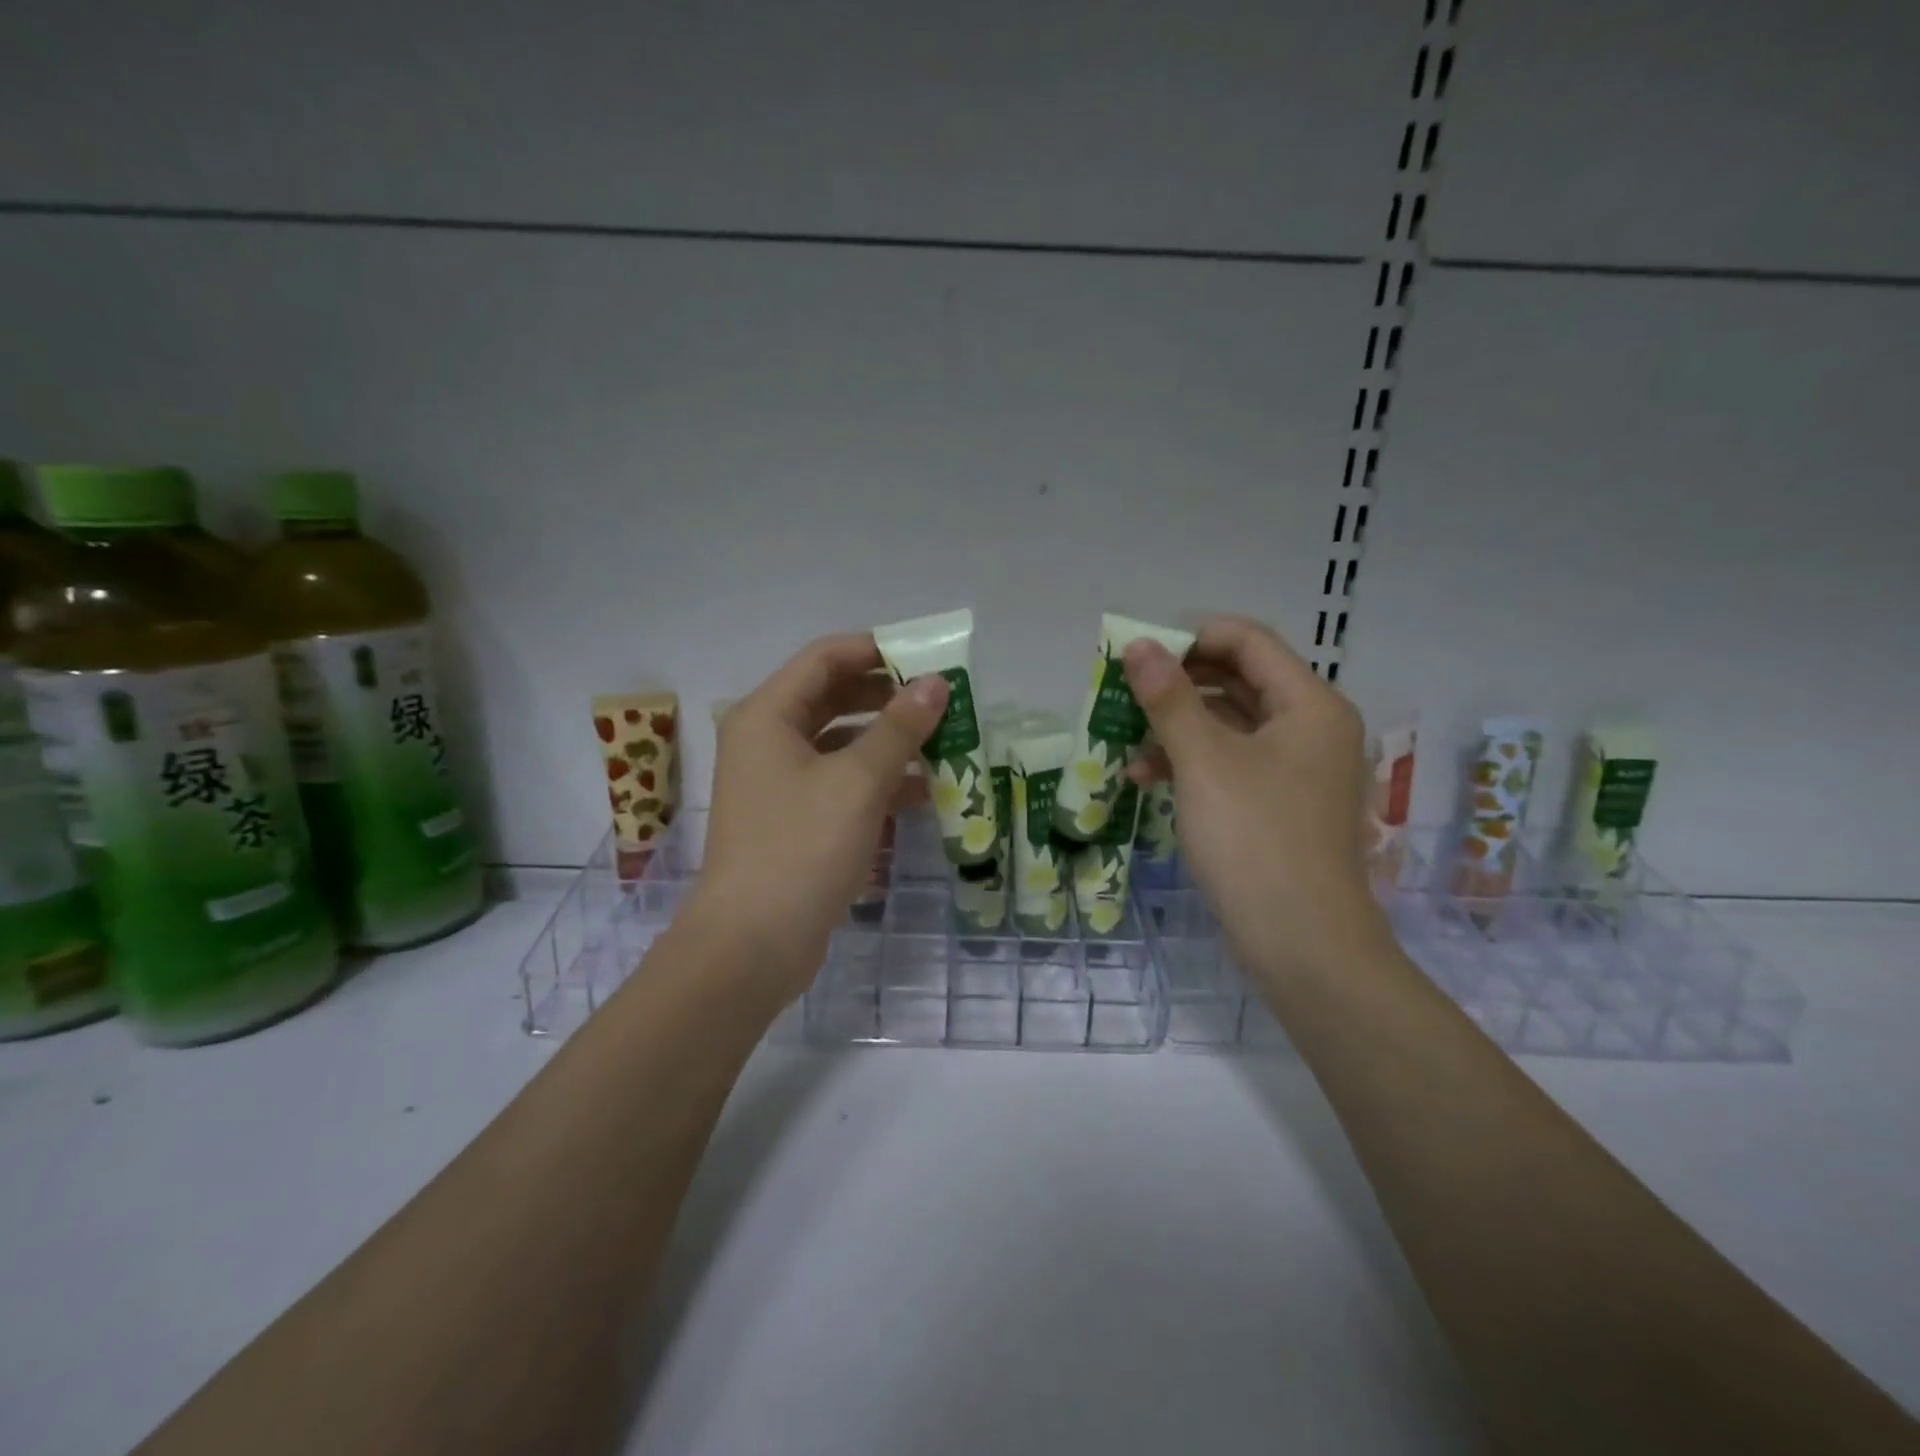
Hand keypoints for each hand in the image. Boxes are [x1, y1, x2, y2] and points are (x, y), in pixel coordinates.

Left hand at [688, 632, 948, 1000]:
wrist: (752, 945)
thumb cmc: (801, 848)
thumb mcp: (858, 782)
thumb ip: (899, 728)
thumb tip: (936, 683)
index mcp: (767, 715)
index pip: (825, 658)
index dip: (875, 650)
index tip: (927, 657)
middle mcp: (767, 740)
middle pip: (833, 698)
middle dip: (887, 697)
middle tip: (940, 700)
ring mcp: (778, 782)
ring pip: (840, 743)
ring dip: (888, 740)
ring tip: (942, 742)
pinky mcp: (794, 819)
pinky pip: (840, 782)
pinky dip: (877, 780)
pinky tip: (922, 790)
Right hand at [1123, 615, 1386, 981]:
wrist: (1301, 943)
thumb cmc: (1254, 839)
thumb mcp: (1204, 762)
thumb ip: (1169, 698)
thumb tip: (1138, 645)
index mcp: (1309, 705)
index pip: (1247, 641)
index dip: (1190, 636)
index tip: (1137, 651)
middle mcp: (1311, 728)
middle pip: (1239, 680)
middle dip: (1177, 682)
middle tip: (1124, 688)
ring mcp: (1297, 769)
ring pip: (1230, 724)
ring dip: (1177, 725)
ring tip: (1125, 737)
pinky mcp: (1279, 804)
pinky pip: (1231, 762)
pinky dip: (1191, 762)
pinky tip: (1146, 777)